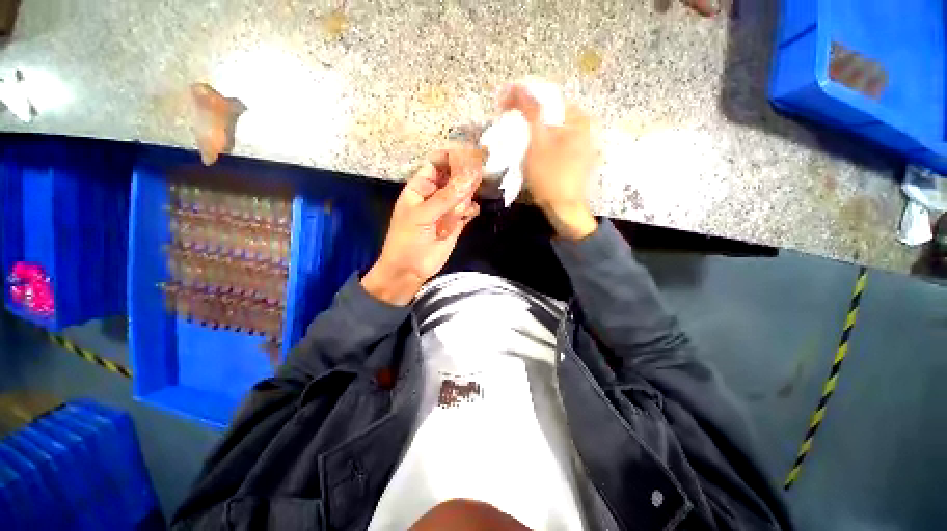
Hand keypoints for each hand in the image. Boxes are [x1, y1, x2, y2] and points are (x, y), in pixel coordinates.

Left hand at [362, 147, 482, 305]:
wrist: (410, 270)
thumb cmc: (407, 240)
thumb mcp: (421, 216)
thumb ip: (445, 198)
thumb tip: (468, 179)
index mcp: (420, 187)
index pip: (437, 164)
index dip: (452, 157)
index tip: (470, 154)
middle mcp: (435, 194)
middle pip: (454, 177)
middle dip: (465, 176)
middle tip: (478, 176)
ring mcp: (447, 209)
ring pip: (463, 193)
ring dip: (467, 197)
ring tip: (463, 207)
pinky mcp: (457, 223)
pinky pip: (468, 210)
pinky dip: (471, 210)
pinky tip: (470, 214)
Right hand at [498, 84, 597, 239]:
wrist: (563, 209)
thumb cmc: (550, 176)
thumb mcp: (538, 142)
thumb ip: (530, 112)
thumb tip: (517, 87)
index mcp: (579, 119)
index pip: (548, 98)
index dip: (523, 99)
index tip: (503, 107)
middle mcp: (584, 128)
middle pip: (550, 114)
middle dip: (527, 115)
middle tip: (507, 122)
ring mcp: (581, 145)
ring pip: (551, 129)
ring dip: (532, 130)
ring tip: (516, 136)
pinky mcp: (575, 159)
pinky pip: (555, 143)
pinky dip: (541, 143)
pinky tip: (530, 150)